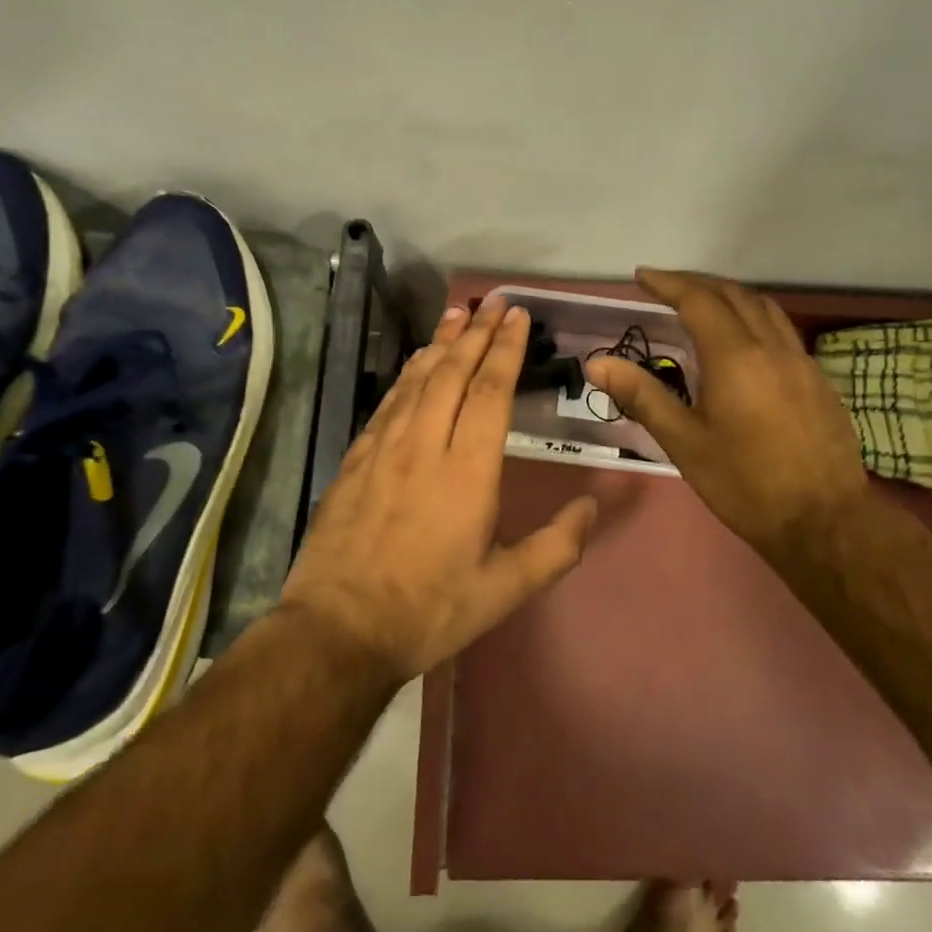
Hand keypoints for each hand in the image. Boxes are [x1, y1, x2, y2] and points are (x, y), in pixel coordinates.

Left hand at [280, 294, 598, 680]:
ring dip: (441, 343)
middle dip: (477, 333)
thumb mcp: (505, 589)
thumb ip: (556, 546)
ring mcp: (384, 449)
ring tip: (458, 313)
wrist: (338, 631)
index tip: (517, 316)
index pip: (490, 391)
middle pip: (453, 373)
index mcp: (467, 471)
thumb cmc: (429, 609)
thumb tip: (593, 505)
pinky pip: (388, 403)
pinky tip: (415, 364)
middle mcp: (425, 445)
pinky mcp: (355, 460)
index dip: (506, 349)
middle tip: (494, 301)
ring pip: (417, 380)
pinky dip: (407, 374)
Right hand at [584, 269, 866, 561]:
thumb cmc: (744, 484)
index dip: (668, 283)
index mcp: (735, 357)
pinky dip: (755, 318)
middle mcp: (771, 347)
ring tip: (703, 302)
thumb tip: (598, 363)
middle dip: (697, 282)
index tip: (642, 276)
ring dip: (730, 295)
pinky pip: (782, 330)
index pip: (698, 301)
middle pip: (733, 294)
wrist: (823, 521)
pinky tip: (744, 342)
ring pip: (764, 307)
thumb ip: (642, 396)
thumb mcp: (684, 442)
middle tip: (666, 285)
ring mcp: (801, 361)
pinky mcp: (818, 379)